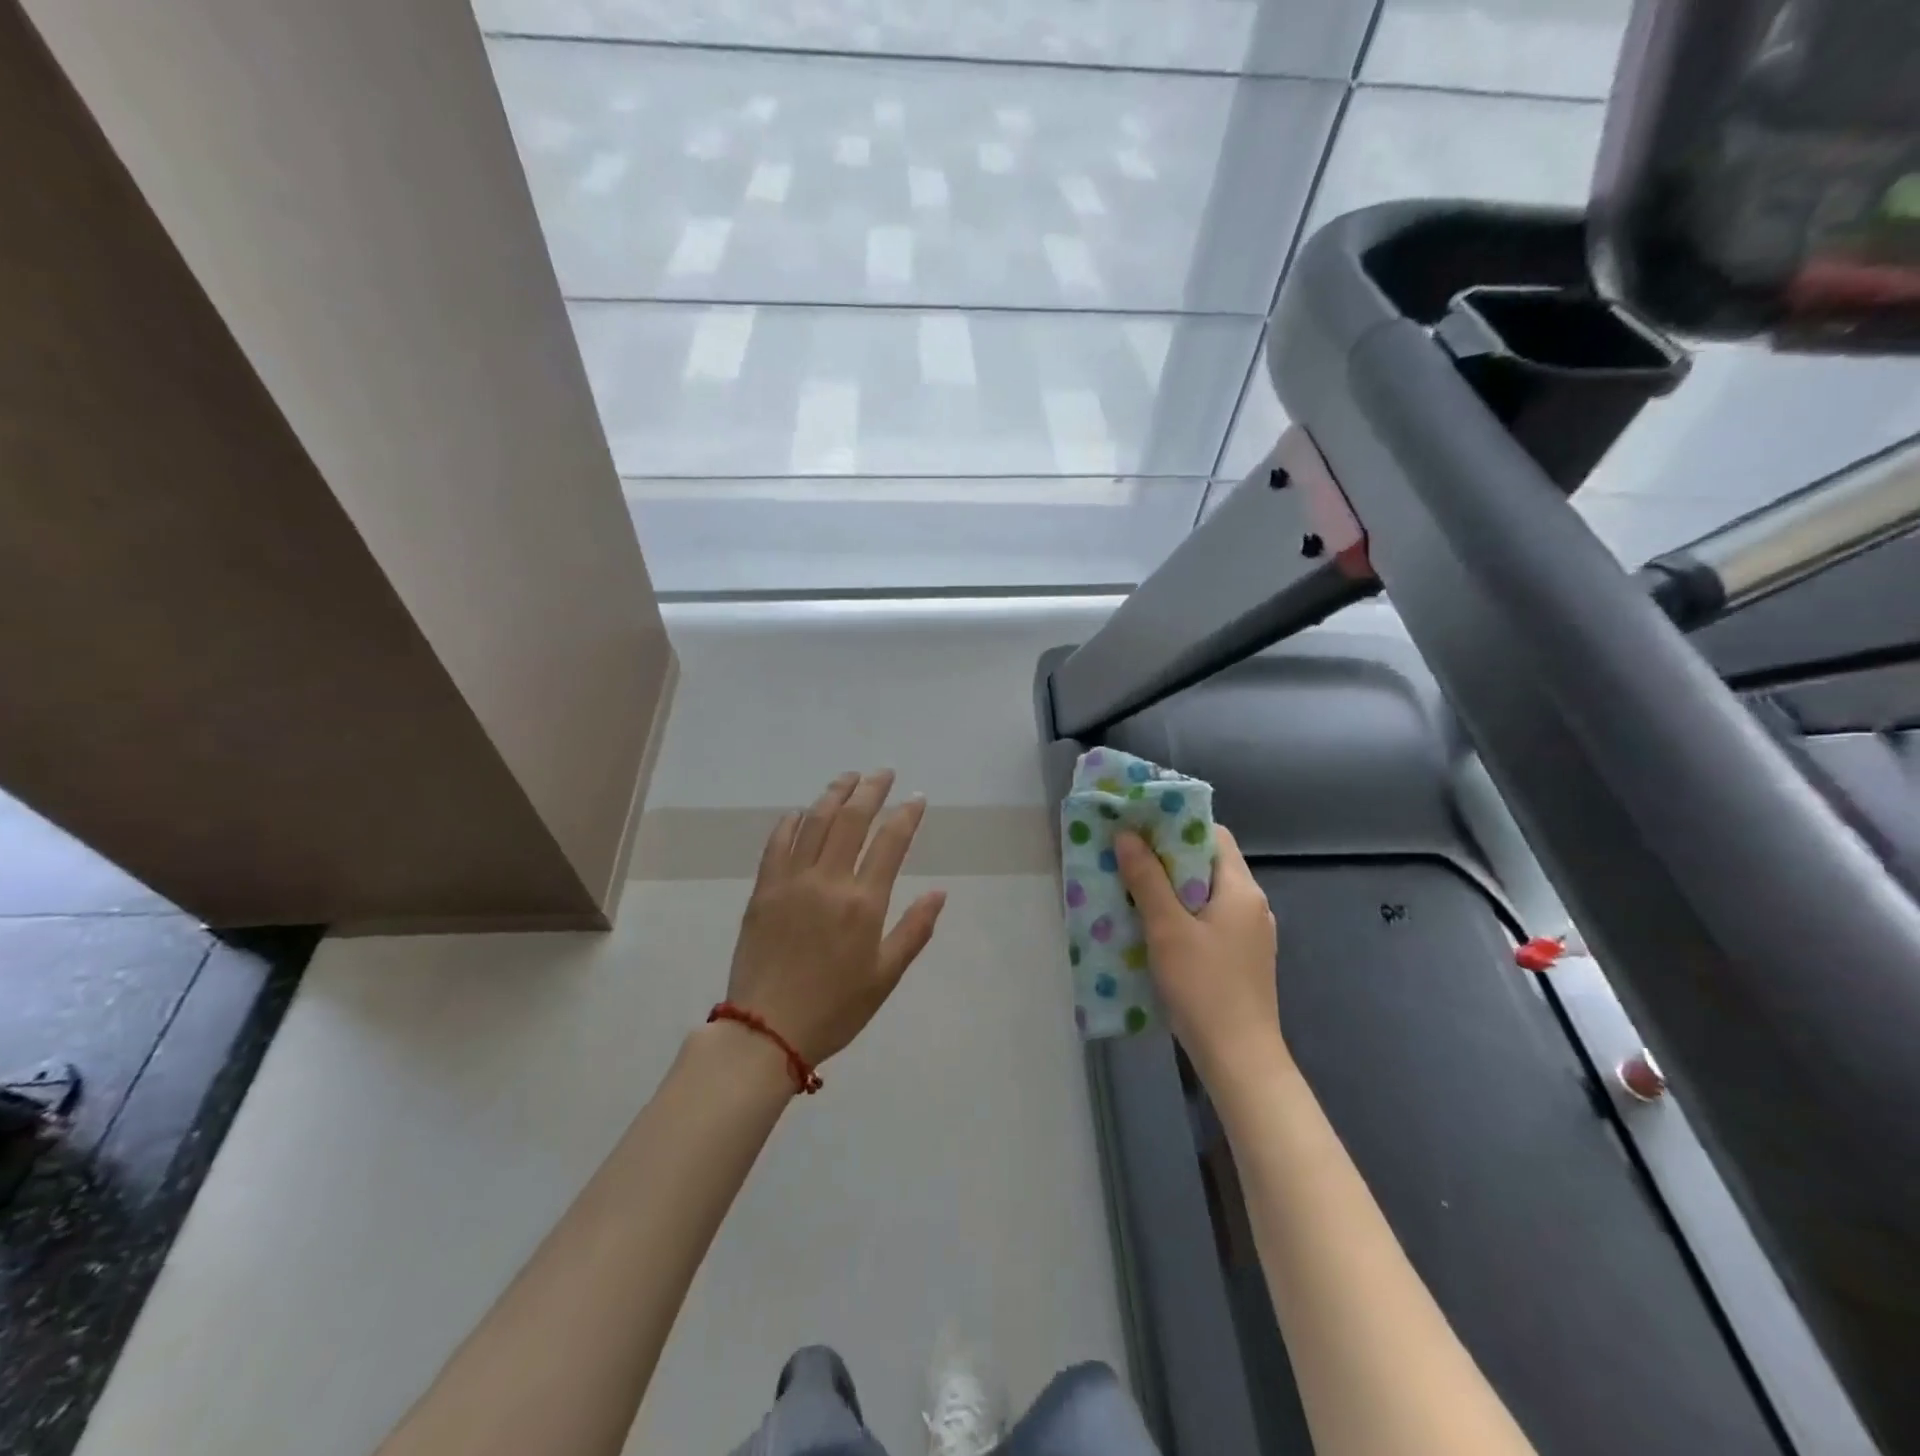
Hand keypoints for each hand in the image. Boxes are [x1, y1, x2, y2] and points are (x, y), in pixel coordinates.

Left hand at [727, 771, 947, 1066]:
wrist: (766, 1030)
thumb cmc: (835, 1008)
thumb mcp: (885, 976)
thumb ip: (914, 930)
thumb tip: (939, 892)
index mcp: (863, 902)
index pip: (890, 842)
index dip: (906, 814)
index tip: (917, 798)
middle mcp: (828, 881)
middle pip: (851, 819)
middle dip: (871, 790)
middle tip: (883, 774)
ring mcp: (791, 881)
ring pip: (814, 822)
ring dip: (833, 794)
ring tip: (848, 778)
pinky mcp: (763, 889)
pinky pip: (777, 843)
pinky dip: (791, 821)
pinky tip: (801, 812)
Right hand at [1116, 825, 1284, 1087]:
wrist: (1240, 1060)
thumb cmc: (1204, 987)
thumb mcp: (1167, 928)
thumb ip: (1146, 879)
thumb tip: (1127, 835)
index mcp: (1241, 889)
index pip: (1213, 835)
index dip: (1177, 825)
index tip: (1140, 826)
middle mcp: (1252, 905)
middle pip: (1207, 864)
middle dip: (1166, 857)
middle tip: (1126, 855)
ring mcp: (1249, 935)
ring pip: (1204, 895)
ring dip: (1170, 888)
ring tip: (1130, 888)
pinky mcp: (1239, 959)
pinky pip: (1207, 921)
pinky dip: (1180, 915)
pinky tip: (1151, 928)